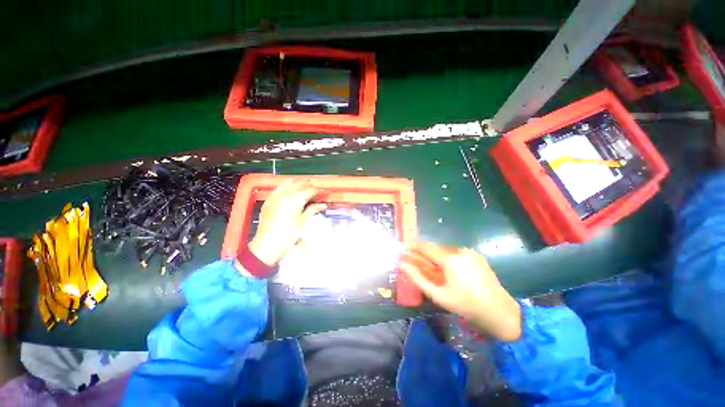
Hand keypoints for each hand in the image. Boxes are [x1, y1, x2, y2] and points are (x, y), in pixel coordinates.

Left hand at [247, 179, 326, 266]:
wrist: (267, 245)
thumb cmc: (288, 235)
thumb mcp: (303, 222)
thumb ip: (313, 210)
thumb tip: (323, 204)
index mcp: (294, 199)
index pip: (310, 190)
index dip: (319, 191)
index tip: (326, 193)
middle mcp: (284, 194)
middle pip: (300, 183)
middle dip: (310, 185)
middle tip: (318, 191)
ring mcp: (275, 196)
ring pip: (289, 183)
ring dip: (299, 184)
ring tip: (307, 189)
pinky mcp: (269, 200)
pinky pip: (280, 188)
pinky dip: (288, 187)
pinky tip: (293, 192)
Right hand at [400, 242, 521, 341]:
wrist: (499, 311)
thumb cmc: (465, 305)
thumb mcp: (438, 294)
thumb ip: (417, 277)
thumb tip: (402, 264)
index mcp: (450, 259)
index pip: (425, 246)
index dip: (413, 246)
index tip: (403, 249)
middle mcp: (459, 250)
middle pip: (435, 246)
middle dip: (423, 252)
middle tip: (415, 261)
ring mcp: (469, 251)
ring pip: (444, 249)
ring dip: (435, 255)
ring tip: (431, 267)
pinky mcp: (476, 255)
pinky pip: (455, 252)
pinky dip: (446, 256)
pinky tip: (447, 269)